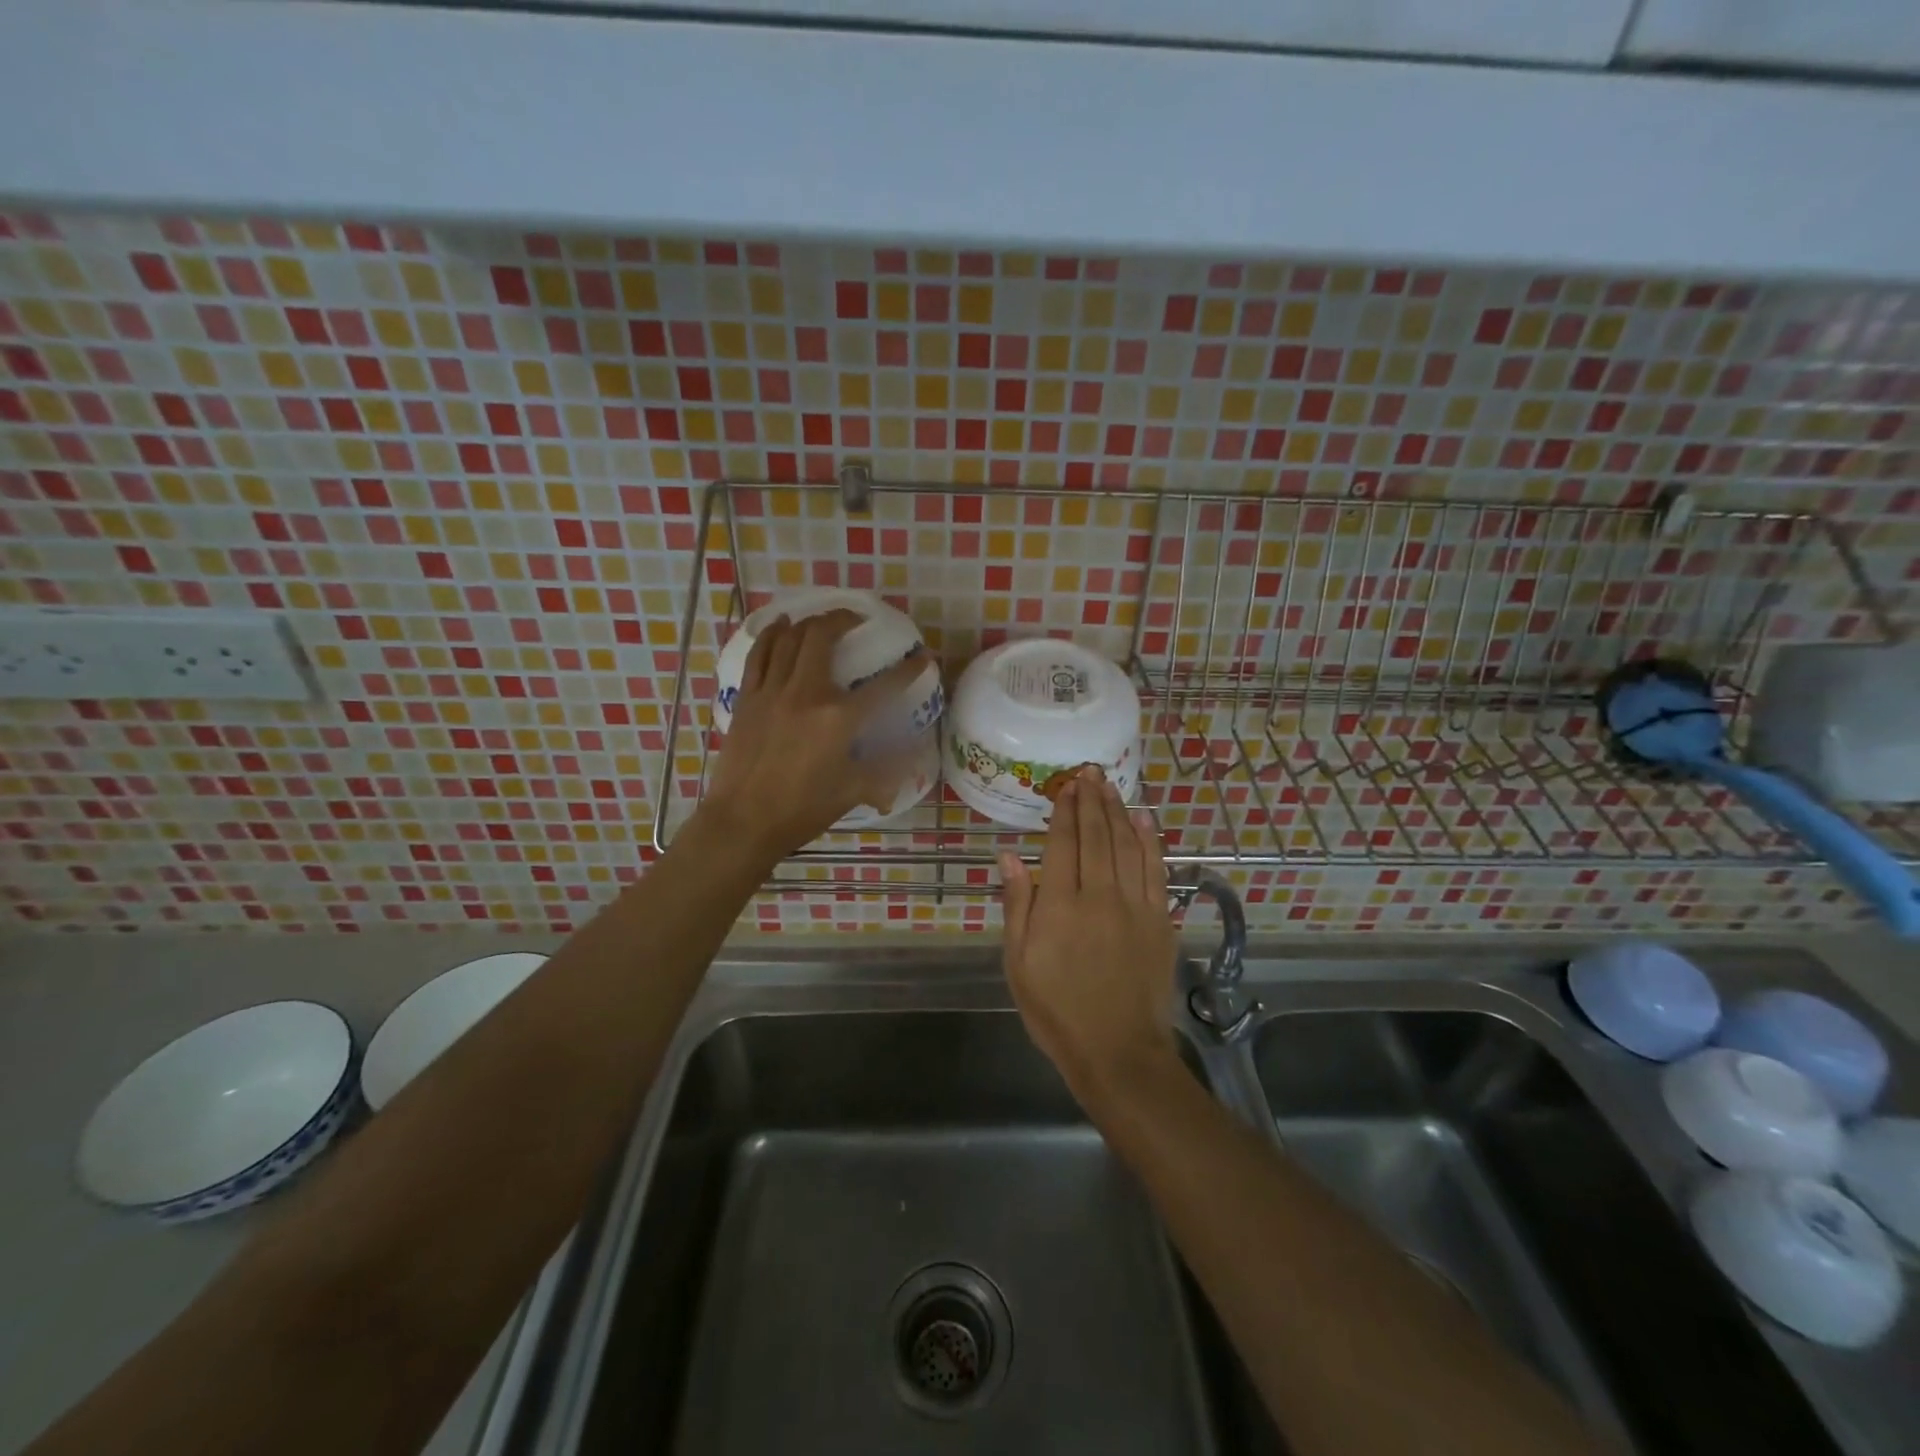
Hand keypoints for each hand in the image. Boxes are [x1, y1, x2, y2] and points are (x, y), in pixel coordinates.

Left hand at [705, 611, 926, 856]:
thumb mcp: (853, 792)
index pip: (885, 686)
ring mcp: (772, 692)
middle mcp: (807, 694)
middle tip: (856, 619)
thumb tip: (912, 760)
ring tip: (821, 620)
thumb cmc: (802, 810)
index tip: (923, 657)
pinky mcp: (747, 699)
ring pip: (789, 639)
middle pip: (823, 637)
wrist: (744, 822)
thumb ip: (886, 771)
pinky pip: (759, 655)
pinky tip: (780, 626)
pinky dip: (771, 635)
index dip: (909, 669)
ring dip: (808, 622)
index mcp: (840, 719)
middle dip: (843, 619)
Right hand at [999, 766, 1179, 1103]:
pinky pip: (1155, 870)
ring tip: (1109, 785)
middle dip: (1091, 800)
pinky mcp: (1160, 920)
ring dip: (1118, 811)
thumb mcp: (1018, 964)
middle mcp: (1099, 896)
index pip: (1063, 844)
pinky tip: (1143, 820)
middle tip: (1088, 772)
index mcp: (1059, 906)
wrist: (1118, 1051)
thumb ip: (1017, 905)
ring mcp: (1135, 906)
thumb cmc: (1056, 1011)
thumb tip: (1009, 856)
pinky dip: (1150, 841)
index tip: (1066, 786)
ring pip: (1126, 845)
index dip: (1065, 811)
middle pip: (1096, 836)